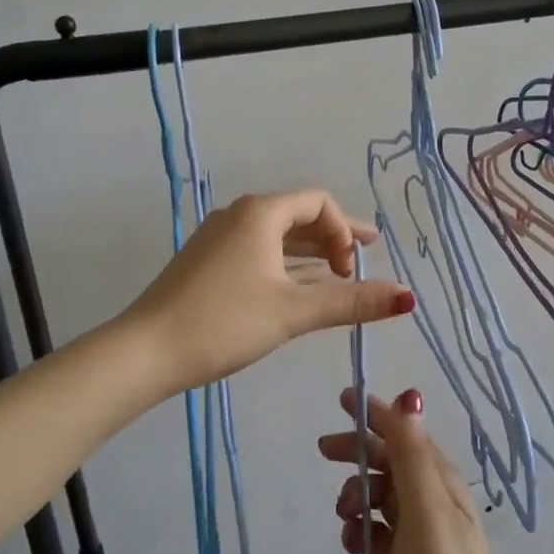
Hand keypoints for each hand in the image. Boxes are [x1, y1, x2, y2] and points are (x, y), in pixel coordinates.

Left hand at [123, 189, 413, 396]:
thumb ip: (350, 302)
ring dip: (310, 252)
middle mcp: (239, 215)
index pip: (318, 202)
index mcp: (260, 213)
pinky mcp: (207, 261)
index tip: (350, 270)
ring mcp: (219, 238)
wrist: (145, 350)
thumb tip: (407, 297)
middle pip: (298, 215)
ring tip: (340, 273)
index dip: (344, 230)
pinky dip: (286, 264)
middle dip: (334, 237)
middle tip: (365, 257)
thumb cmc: (224, 322)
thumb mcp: (293, 312)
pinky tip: (299, 287)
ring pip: (277, 236)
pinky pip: (258, 251)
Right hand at [320, 388, 530, 553]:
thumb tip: (409, 394)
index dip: (376, 414)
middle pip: (388, 462)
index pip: (405, 434)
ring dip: (356, 493)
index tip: (343, 398)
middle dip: (359, 451)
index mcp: (441, 483)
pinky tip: (351, 546)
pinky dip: (359, 530)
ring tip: (344, 514)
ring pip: (379, 497)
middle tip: (324, 450)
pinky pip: (374, 534)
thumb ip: (412, 453)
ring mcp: (415, 539)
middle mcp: (430, 504)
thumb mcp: (427, 510)